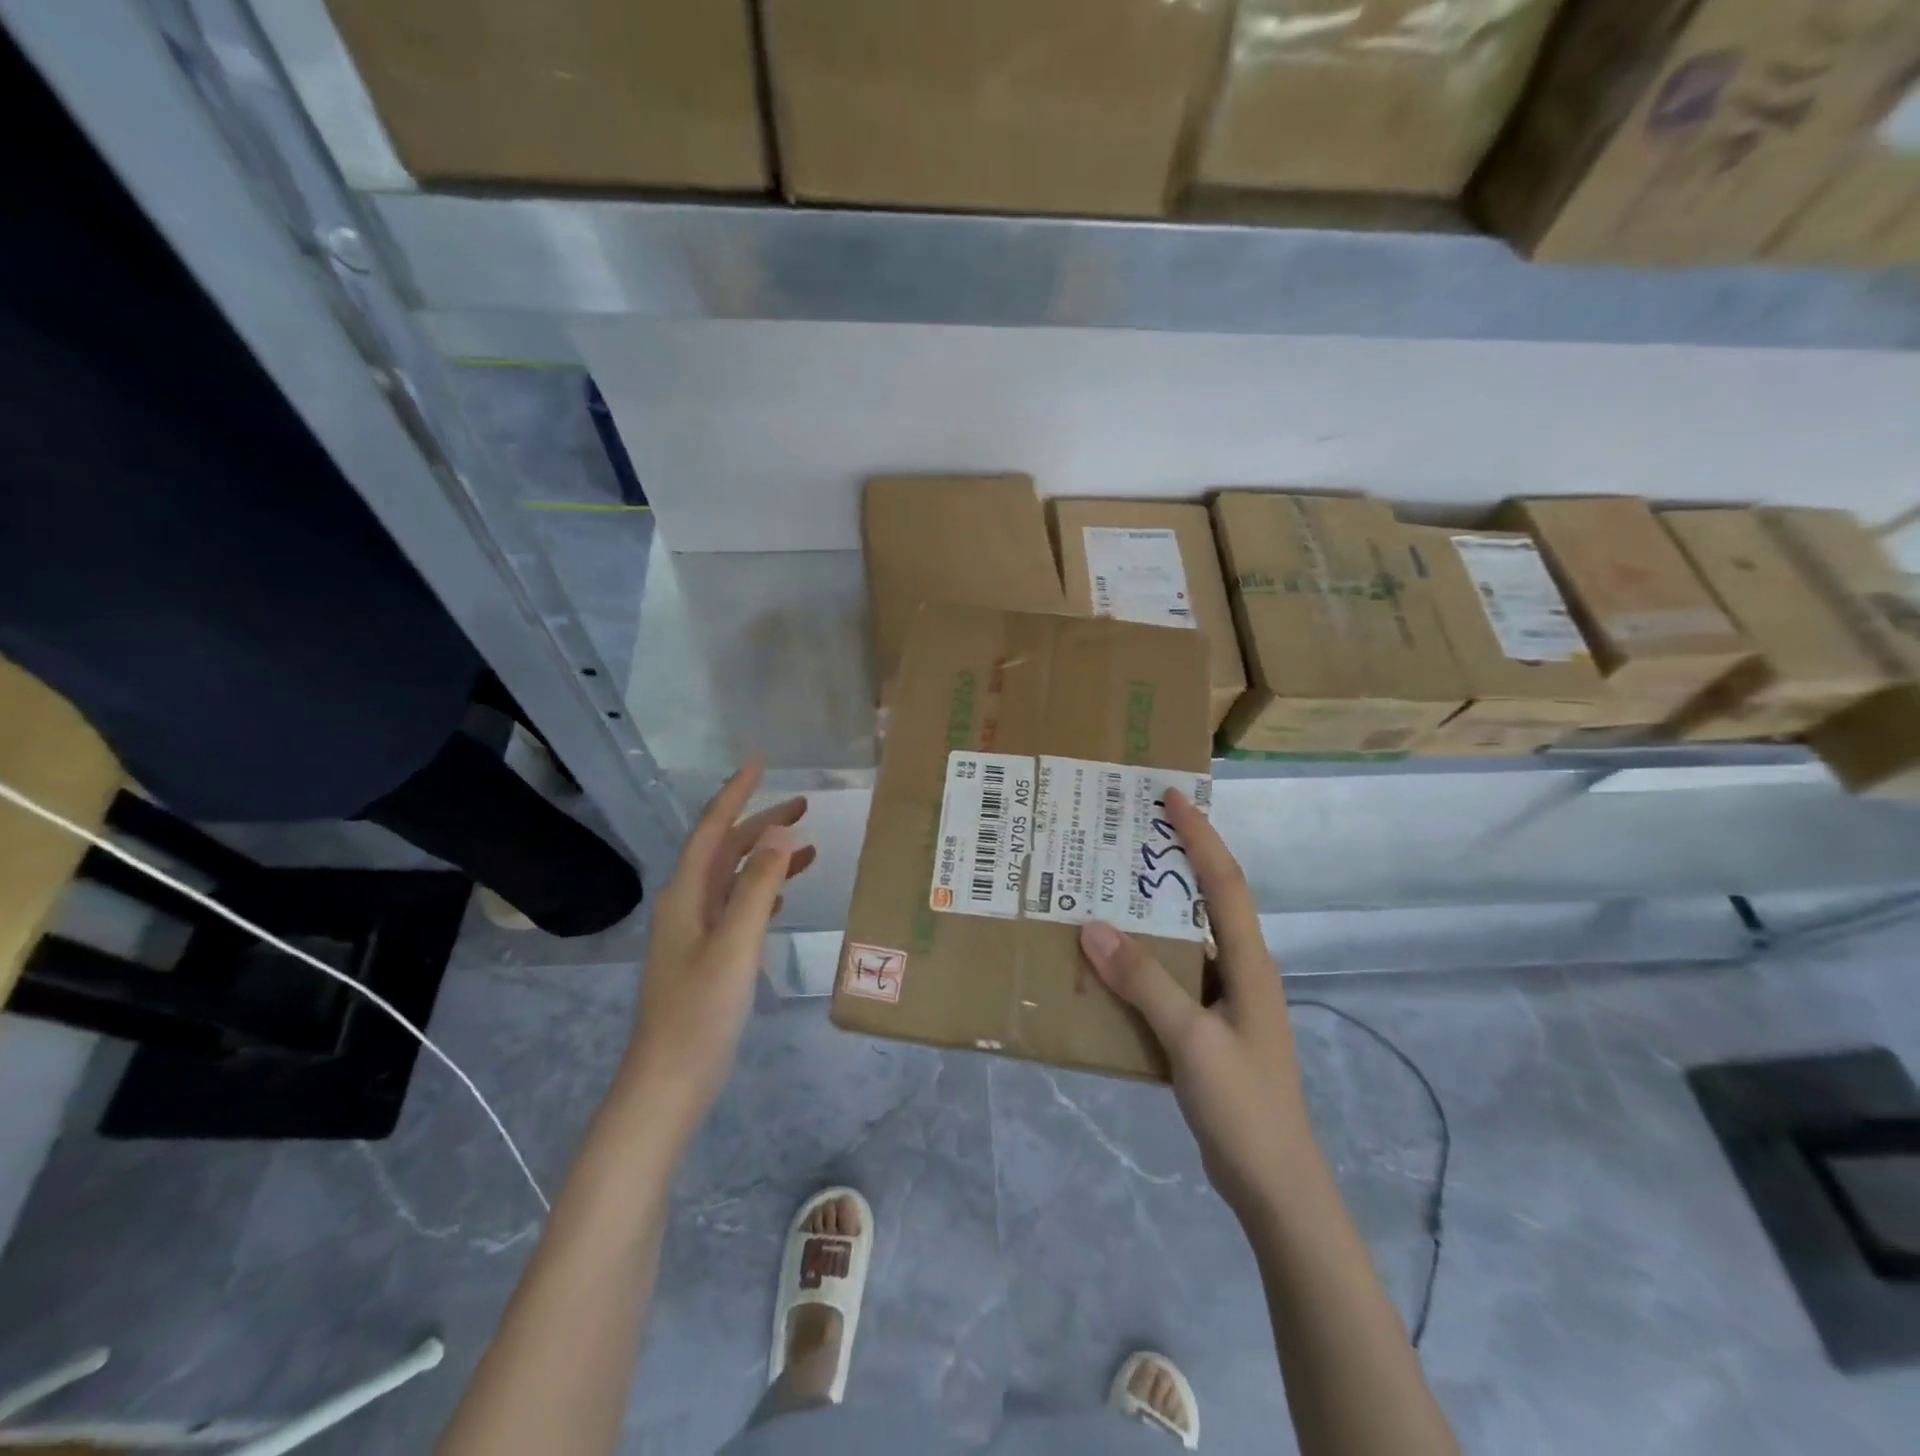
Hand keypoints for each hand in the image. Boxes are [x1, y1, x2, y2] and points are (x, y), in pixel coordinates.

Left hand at [626, 757, 815, 1123]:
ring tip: (808, 844)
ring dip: (767, 856)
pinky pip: (738, 905)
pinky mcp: (708, 955)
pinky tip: (784, 893)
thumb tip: (780, 831)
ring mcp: (696, 931)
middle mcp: (687, 904)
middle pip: (726, 849)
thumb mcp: (735, 944)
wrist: (669, 1082)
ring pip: (735, 878)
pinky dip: (764, 890)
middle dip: (761, 822)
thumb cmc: (700, 1012)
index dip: (736, 793)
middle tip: (804, 804)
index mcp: (686, 894)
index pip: (713, 829)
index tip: (760, 762)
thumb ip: (759, 887)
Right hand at [1079, 789, 1316, 1217]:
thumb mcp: (1191, 1040)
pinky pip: (1171, 977)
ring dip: (1150, 914)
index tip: (1172, 795)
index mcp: (1249, 962)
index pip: (1225, 881)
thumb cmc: (1244, 1105)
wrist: (1274, 1185)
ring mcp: (1225, 1000)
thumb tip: (1092, 926)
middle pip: (1207, 900)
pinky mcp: (1208, 1027)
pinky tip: (1107, 964)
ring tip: (1104, 890)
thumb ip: (1144, 983)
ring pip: (1184, 940)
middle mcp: (1240, 970)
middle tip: (1125, 834)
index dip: (1200, 835)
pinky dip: (1142, 962)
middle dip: (1173, 862)